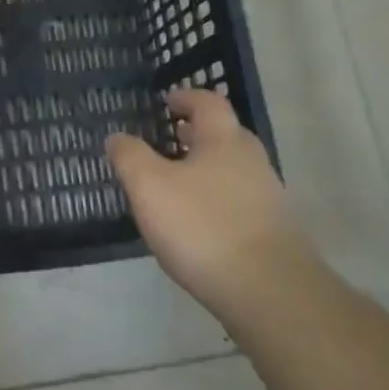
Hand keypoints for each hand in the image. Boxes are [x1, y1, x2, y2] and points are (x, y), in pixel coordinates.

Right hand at [106, 88, 302, 310]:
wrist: (269, 292)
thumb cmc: (203, 227)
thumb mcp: (149, 187)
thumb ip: (129, 157)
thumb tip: (117, 137)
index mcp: (224, 140)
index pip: (208, 103)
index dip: (186, 97)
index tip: (166, 101)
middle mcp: (251, 161)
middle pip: (223, 135)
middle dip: (195, 133)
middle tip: (167, 138)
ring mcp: (266, 197)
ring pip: (230, 169)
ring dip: (203, 167)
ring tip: (173, 182)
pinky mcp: (271, 231)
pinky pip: (236, 200)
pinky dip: (213, 198)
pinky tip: (194, 221)